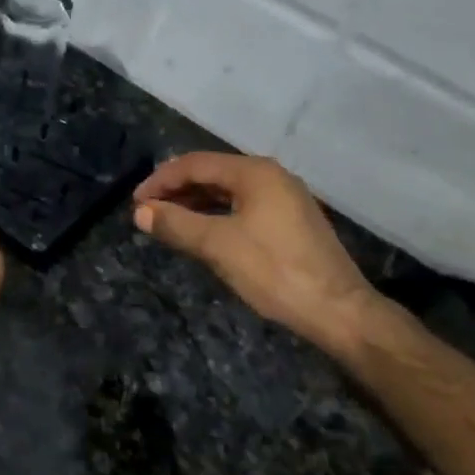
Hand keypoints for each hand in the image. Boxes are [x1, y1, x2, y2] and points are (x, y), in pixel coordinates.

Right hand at [133, 153, 378, 350]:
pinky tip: (202, 233)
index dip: (161, 180)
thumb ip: (177, 224)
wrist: (338, 311)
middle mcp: (271, 176)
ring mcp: (285, 199)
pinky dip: (217, 215)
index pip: (195, 164)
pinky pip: (243, 207)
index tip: (136, 203)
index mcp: (255, 173)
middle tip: (148, 213)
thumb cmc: (274, 272)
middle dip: (177, 190)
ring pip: (228, 192)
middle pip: (212, 173)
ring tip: (168, 222)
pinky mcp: (290, 222)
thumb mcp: (218, 246)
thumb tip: (141, 212)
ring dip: (195, 203)